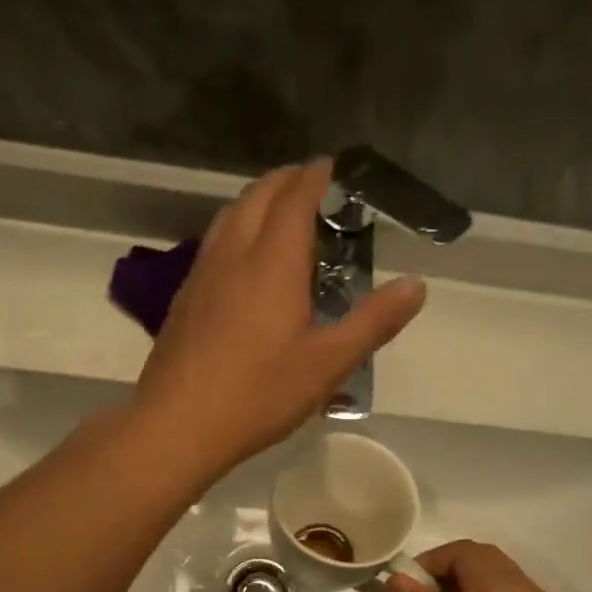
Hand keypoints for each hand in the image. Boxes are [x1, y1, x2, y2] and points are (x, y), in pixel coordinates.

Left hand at [132, 159, 426, 478]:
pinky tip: (242, 259)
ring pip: (228, 217)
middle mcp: (233, 256)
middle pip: (256, 197)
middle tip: (309, 182)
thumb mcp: (328, 363)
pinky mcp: (184, 299)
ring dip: (255, 201)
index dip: (314, 177)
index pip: (293, 200)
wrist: (177, 425)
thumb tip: (415, 286)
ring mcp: (201, 276)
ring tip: (277, 211)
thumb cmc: (258, 394)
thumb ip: (373, 322)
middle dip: (284, 180)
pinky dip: (235, 229)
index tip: (331, 166)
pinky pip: (213, 244)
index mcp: (272, 262)